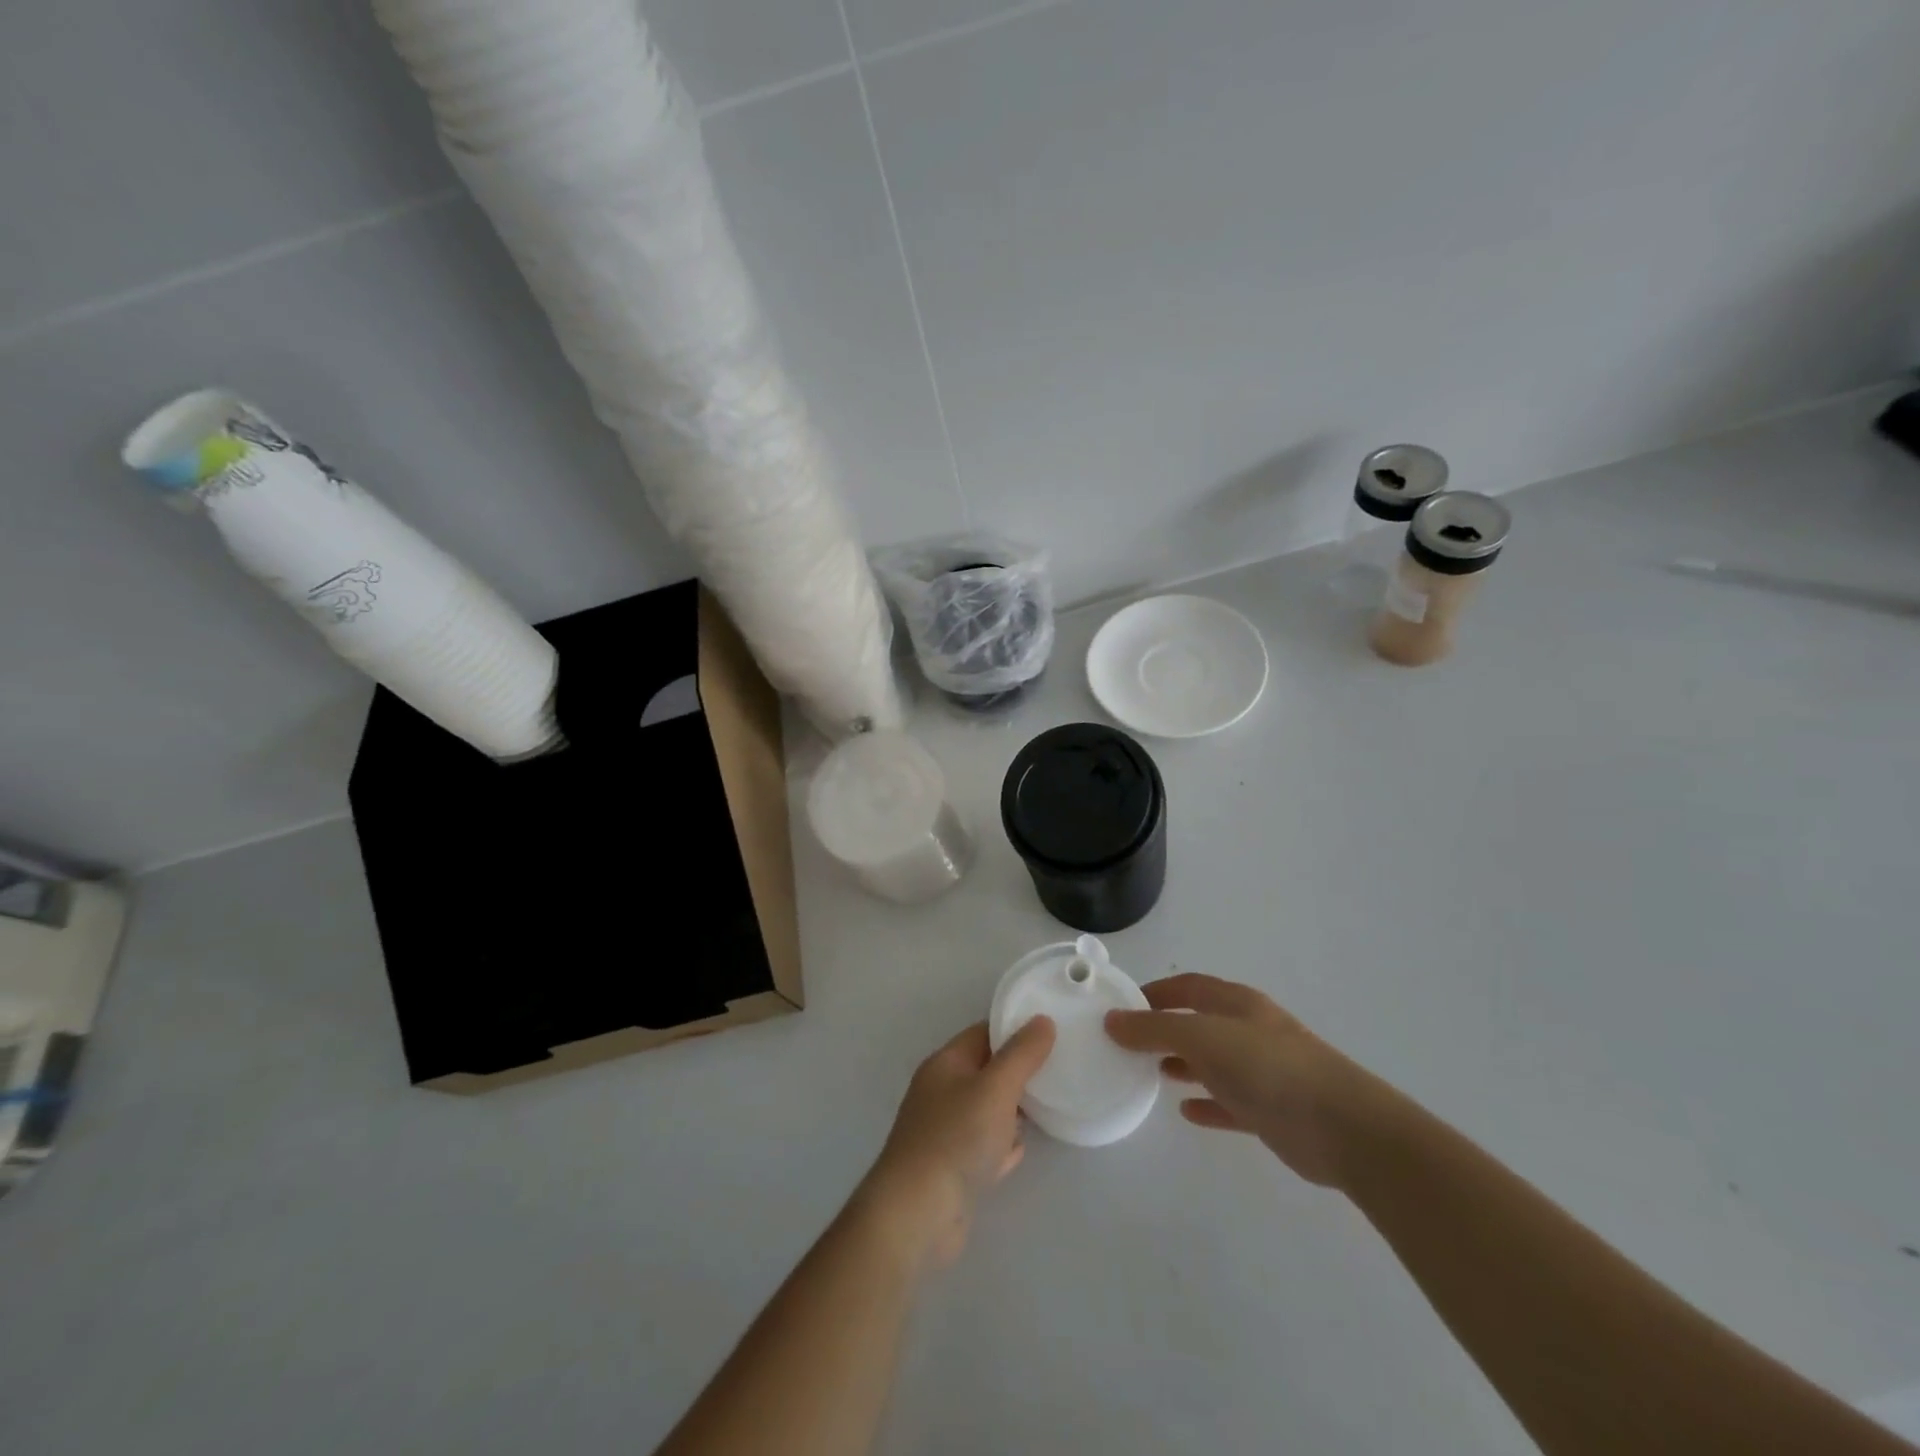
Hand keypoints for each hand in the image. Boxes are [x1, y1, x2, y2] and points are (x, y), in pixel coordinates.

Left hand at [858, 1018, 1055, 1266]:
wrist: (917, 1214)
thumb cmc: (957, 1138)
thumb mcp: (996, 1087)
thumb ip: (1022, 1054)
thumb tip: (1043, 1020)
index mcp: (945, 1064)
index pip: (982, 1033)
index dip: (1014, 1029)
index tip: (1050, 1031)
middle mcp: (940, 1093)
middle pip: (985, 1072)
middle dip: (1018, 1071)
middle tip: (1057, 1069)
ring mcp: (944, 1133)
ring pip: (985, 1110)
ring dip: (1012, 1110)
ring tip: (1047, 1105)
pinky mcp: (951, 1170)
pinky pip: (983, 1148)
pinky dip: (1001, 1146)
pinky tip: (1019, 1150)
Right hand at [1106, 974, 1394, 1188]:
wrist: (1343, 1128)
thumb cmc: (1268, 1068)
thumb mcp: (1202, 1038)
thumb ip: (1155, 1029)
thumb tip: (1112, 1019)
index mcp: (1236, 1003)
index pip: (1188, 986)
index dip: (1156, 991)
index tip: (1122, 1006)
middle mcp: (1249, 1030)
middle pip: (1200, 1022)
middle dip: (1166, 1029)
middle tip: (1130, 1044)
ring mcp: (1263, 1071)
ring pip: (1214, 1062)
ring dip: (1184, 1064)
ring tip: (1151, 1072)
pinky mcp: (1272, 1111)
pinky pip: (1230, 1102)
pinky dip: (1207, 1102)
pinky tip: (1186, 1111)